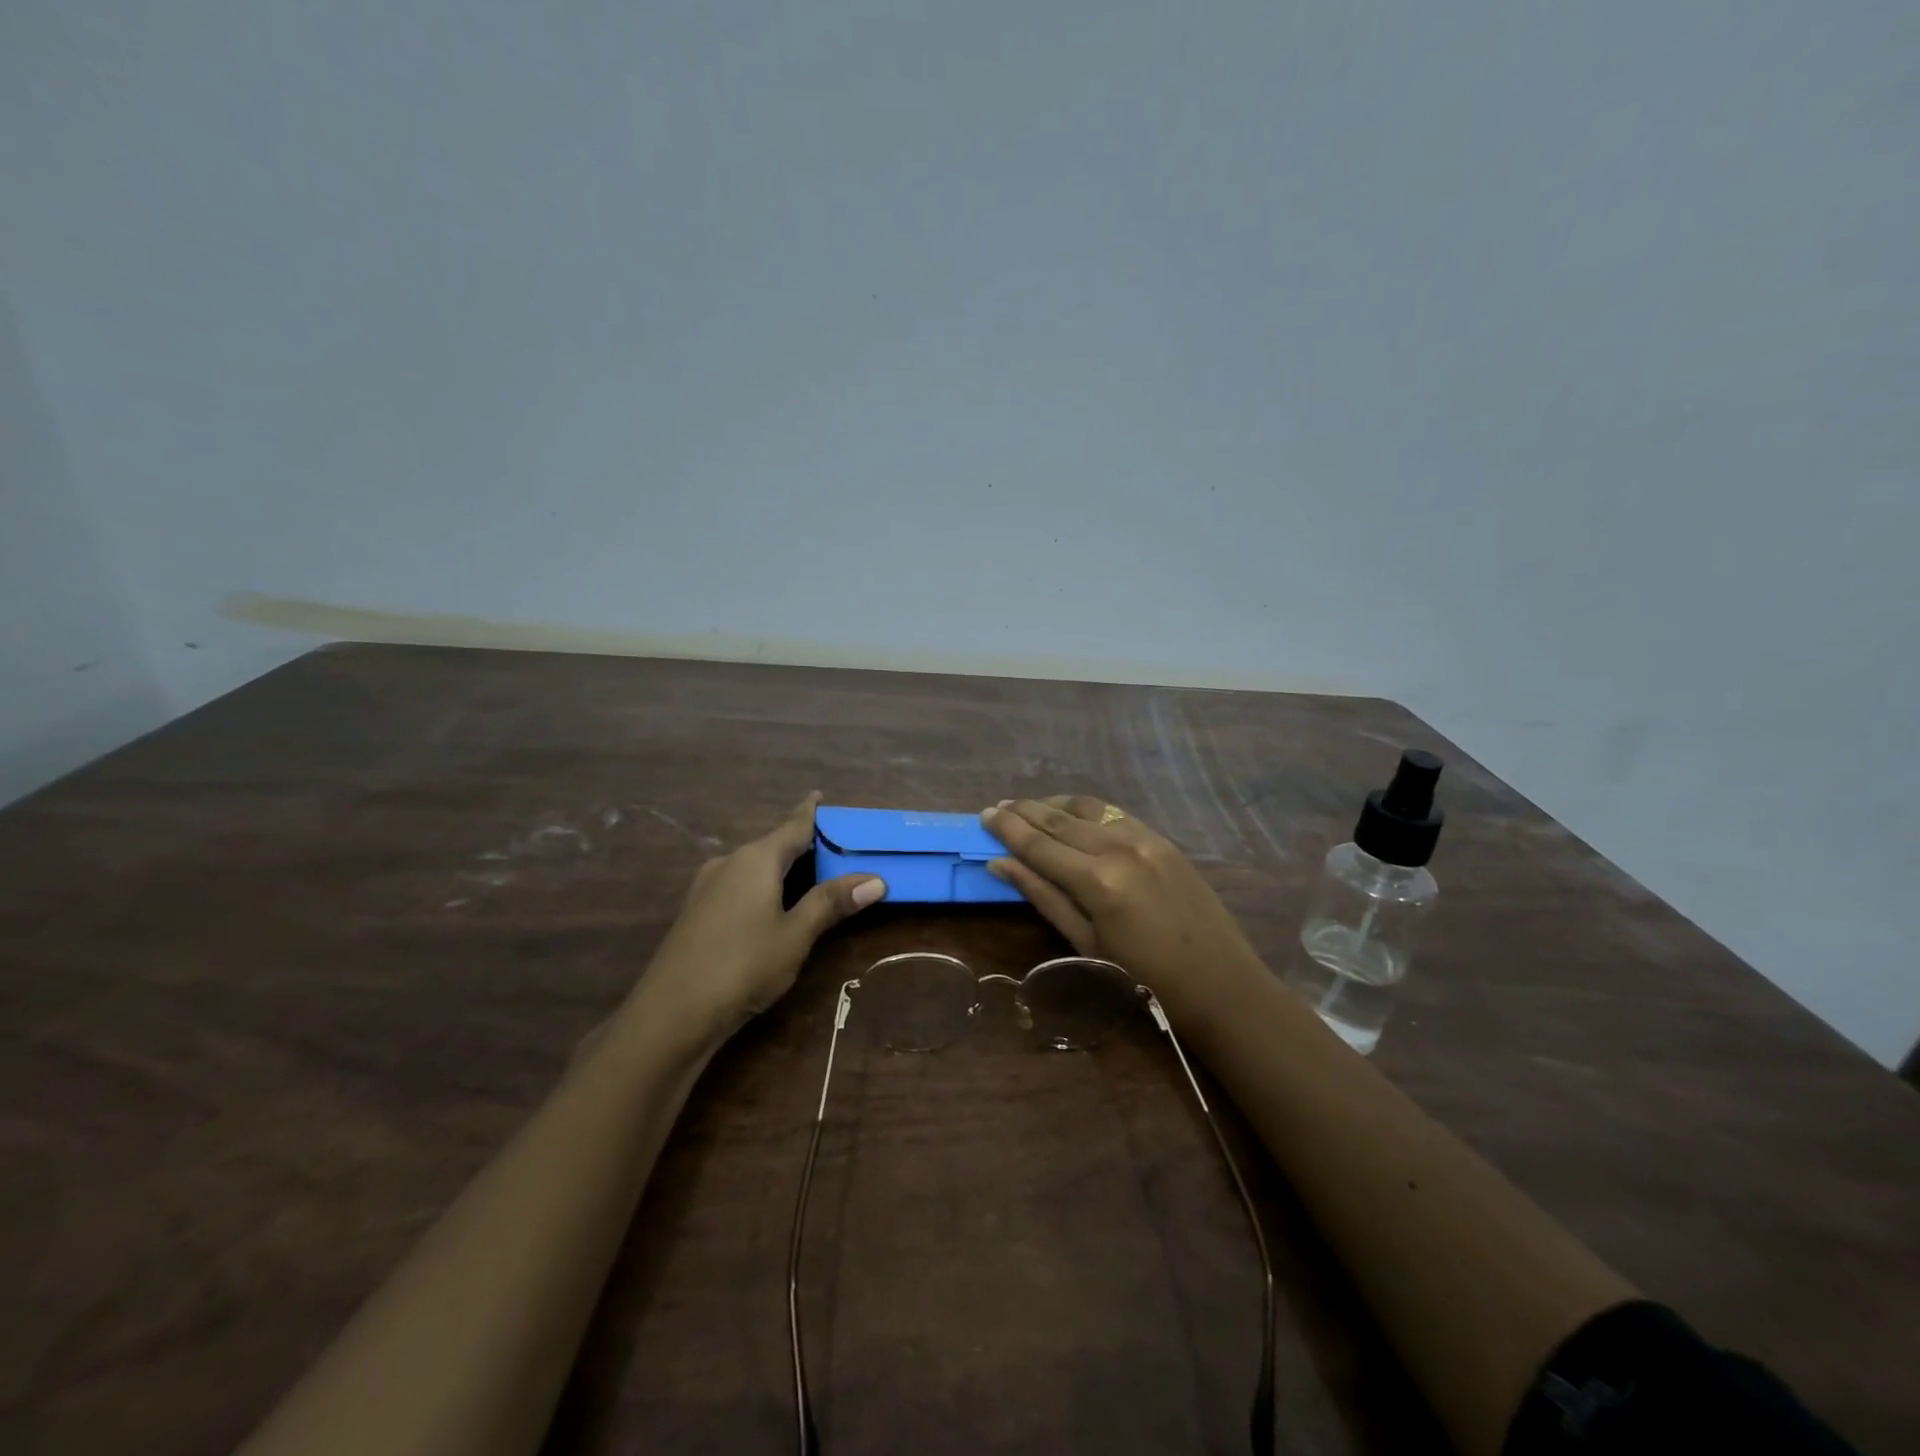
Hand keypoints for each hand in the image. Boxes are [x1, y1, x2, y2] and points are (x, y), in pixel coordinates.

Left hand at [640, 794, 885, 1038]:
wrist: (671, 1014)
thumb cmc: (743, 965)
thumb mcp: (796, 934)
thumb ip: (831, 902)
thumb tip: (875, 879)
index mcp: (755, 859)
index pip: (792, 826)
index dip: (810, 812)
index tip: (819, 794)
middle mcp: (729, 863)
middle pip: (773, 845)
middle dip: (801, 844)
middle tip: (833, 844)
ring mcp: (708, 888)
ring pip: (754, 868)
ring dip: (782, 868)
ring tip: (811, 872)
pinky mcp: (697, 913)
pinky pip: (739, 886)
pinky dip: (763, 886)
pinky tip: (773, 904)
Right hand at [982, 796, 1265, 1029]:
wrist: (1222, 984)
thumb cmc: (1146, 979)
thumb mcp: (1086, 944)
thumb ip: (1043, 896)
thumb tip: (1000, 864)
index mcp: (1098, 880)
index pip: (1039, 844)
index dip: (1008, 829)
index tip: (983, 815)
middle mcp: (1120, 847)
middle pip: (1060, 820)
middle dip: (1025, 811)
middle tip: (997, 806)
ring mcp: (1145, 838)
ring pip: (1088, 808)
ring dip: (1054, 804)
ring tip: (1028, 807)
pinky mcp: (1163, 839)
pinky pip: (1115, 814)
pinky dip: (1086, 810)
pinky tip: (1072, 814)